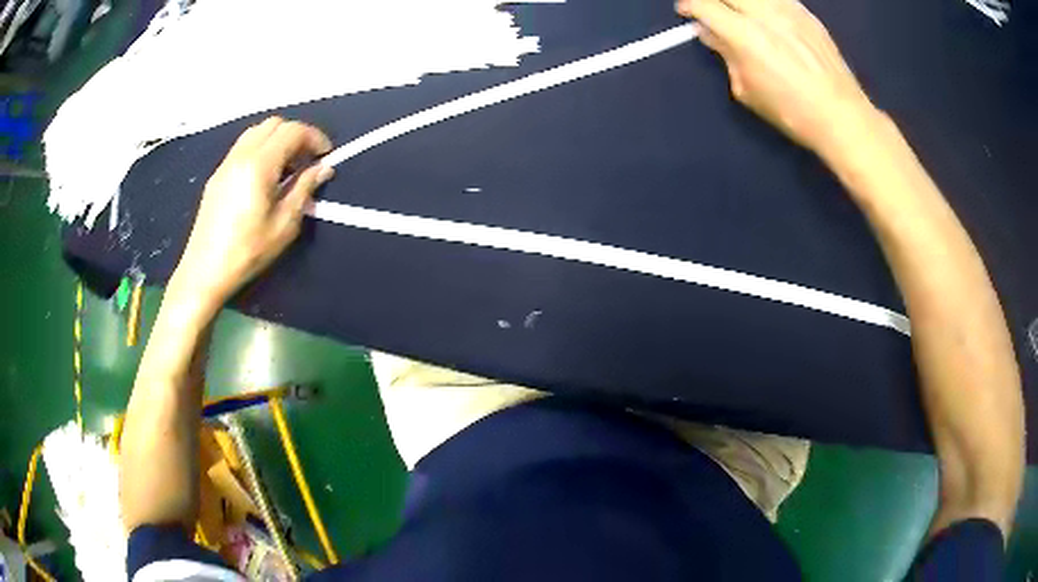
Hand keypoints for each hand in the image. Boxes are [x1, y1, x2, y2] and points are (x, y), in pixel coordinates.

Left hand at [172, 117, 333, 306]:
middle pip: (274, 124)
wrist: (204, 272)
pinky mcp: (217, 176)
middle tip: (308, 160)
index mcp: (259, 165)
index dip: (315, 137)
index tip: (327, 155)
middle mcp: (241, 155)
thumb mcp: (284, 225)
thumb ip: (304, 190)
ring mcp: (226, 164)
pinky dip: (261, 150)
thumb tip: (323, 169)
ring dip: (277, 140)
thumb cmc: (247, 252)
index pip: (292, 131)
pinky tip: (265, 177)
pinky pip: (243, 147)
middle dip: (297, 135)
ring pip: (257, 132)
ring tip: (288, 168)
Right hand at [676, 0, 878, 154]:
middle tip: (711, 11)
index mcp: (745, 36)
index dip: (689, 6)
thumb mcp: (747, 89)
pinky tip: (766, 16)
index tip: (687, 13)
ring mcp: (788, 9)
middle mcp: (764, 13)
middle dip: (713, 0)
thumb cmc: (791, 112)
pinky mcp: (806, 12)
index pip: (703, 4)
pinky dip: (763, 3)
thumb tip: (710, 33)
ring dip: (739, 1)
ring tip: (739, 13)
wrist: (840, 115)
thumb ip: (726, 54)